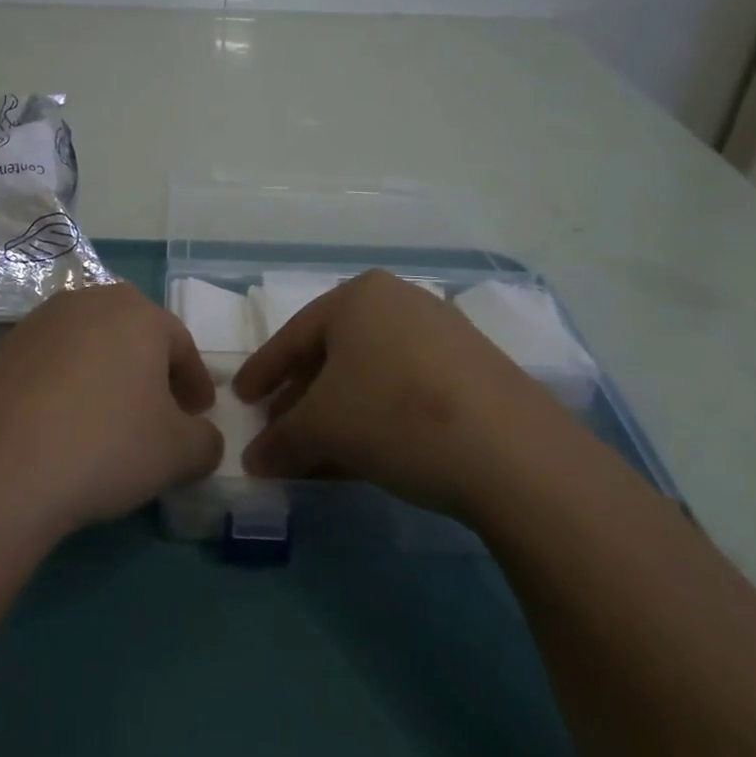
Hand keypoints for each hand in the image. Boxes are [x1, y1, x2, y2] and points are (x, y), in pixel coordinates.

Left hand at [0, 284, 223, 545]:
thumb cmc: (104, 446)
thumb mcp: (176, 454)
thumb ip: (204, 442)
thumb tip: (203, 439)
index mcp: (138, 313)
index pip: (180, 344)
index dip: (194, 383)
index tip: (198, 416)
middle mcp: (89, 302)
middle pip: (133, 335)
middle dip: (150, 372)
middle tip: (158, 414)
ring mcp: (39, 322)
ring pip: (89, 346)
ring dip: (105, 376)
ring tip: (106, 422)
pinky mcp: (1, 349)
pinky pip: (49, 365)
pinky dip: (64, 388)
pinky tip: (59, 428)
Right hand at [232, 269, 562, 516]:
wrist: (514, 453)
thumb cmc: (397, 416)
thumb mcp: (324, 429)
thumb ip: (281, 440)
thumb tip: (254, 460)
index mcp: (357, 296)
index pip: (293, 336)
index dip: (263, 371)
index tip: (241, 399)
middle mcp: (398, 301)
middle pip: (333, 353)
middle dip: (302, 397)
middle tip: (279, 430)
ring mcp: (441, 332)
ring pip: (370, 373)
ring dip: (339, 413)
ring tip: (319, 454)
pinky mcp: (473, 367)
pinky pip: (405, 386)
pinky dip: (377, 416)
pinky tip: (367, 454)